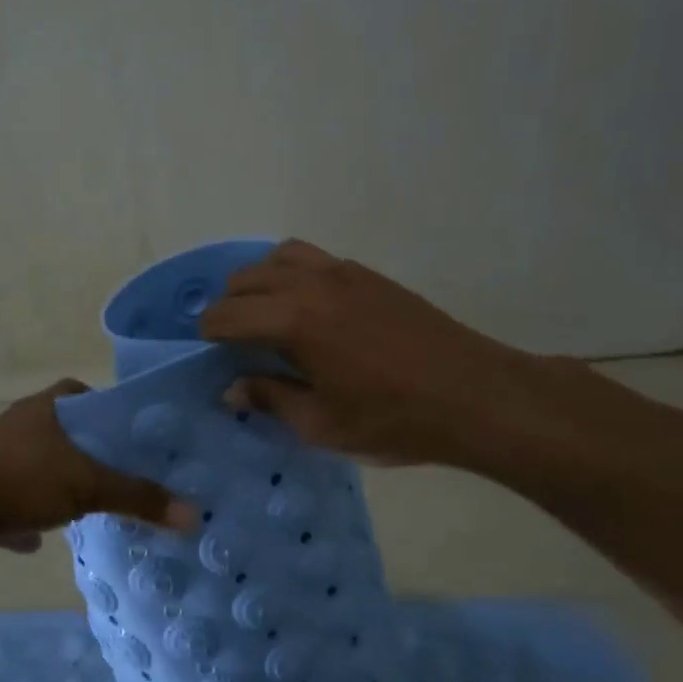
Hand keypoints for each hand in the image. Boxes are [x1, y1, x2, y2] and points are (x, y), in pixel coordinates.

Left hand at [0, 381, 197, 560]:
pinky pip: (10, 500)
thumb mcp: (89, 485)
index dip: (103, 409)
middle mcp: (18, 425)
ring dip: (53, 484)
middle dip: (83, 453)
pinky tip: (36, 538)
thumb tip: (194, 516)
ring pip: (35, 466)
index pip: (78, 392)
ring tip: (83, 505)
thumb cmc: (23, 478)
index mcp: (44, 408)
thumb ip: (139, 498)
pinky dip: (23, 516)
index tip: (124, 434)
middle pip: (59, 432)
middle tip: (114, 474)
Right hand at [199, 239, 560, 469]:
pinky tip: (307, 308)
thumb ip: (270, 399)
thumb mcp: (321, 424)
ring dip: (260, 281)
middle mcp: (312, 284)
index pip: (228, 313)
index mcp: (294, 320)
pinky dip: (294, 273)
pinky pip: (315, 259)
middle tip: (232, 340)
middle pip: (248, 278)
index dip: (209, 332)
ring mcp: (345, 273)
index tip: (207, 352)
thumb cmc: (392, 418)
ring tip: (264, 315)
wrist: (475, 396)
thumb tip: (232, 389)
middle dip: (229, 305)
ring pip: (281, 257)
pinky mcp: (370, 275)